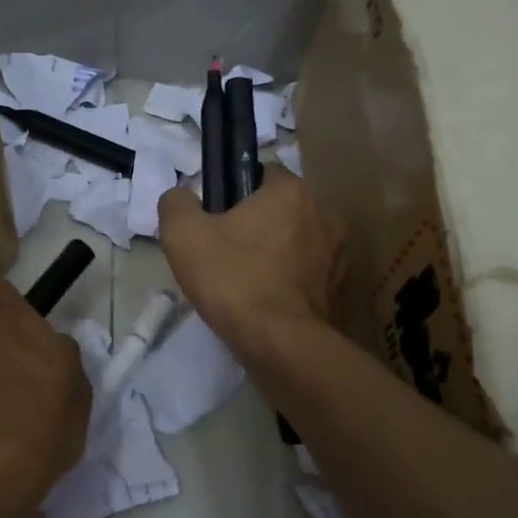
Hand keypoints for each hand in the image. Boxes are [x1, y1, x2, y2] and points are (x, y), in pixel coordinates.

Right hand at [157, 170, 345, 361]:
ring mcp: (338, 253)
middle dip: (255, 225)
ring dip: (274, 254)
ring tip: (244, 284)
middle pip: (279, 209)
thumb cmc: (233, 279)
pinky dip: (288, 282)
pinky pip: (307, 274)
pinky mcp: (341, 289)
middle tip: (223, 255)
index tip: (214, 220)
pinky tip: (265, 303)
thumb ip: (176, 204)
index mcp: (291, 191)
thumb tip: (182, 198)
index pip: (259, 174)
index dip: (233, 193)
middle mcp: (324, 213)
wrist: (281, 344)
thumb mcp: (183, 235)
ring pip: (295, 242)